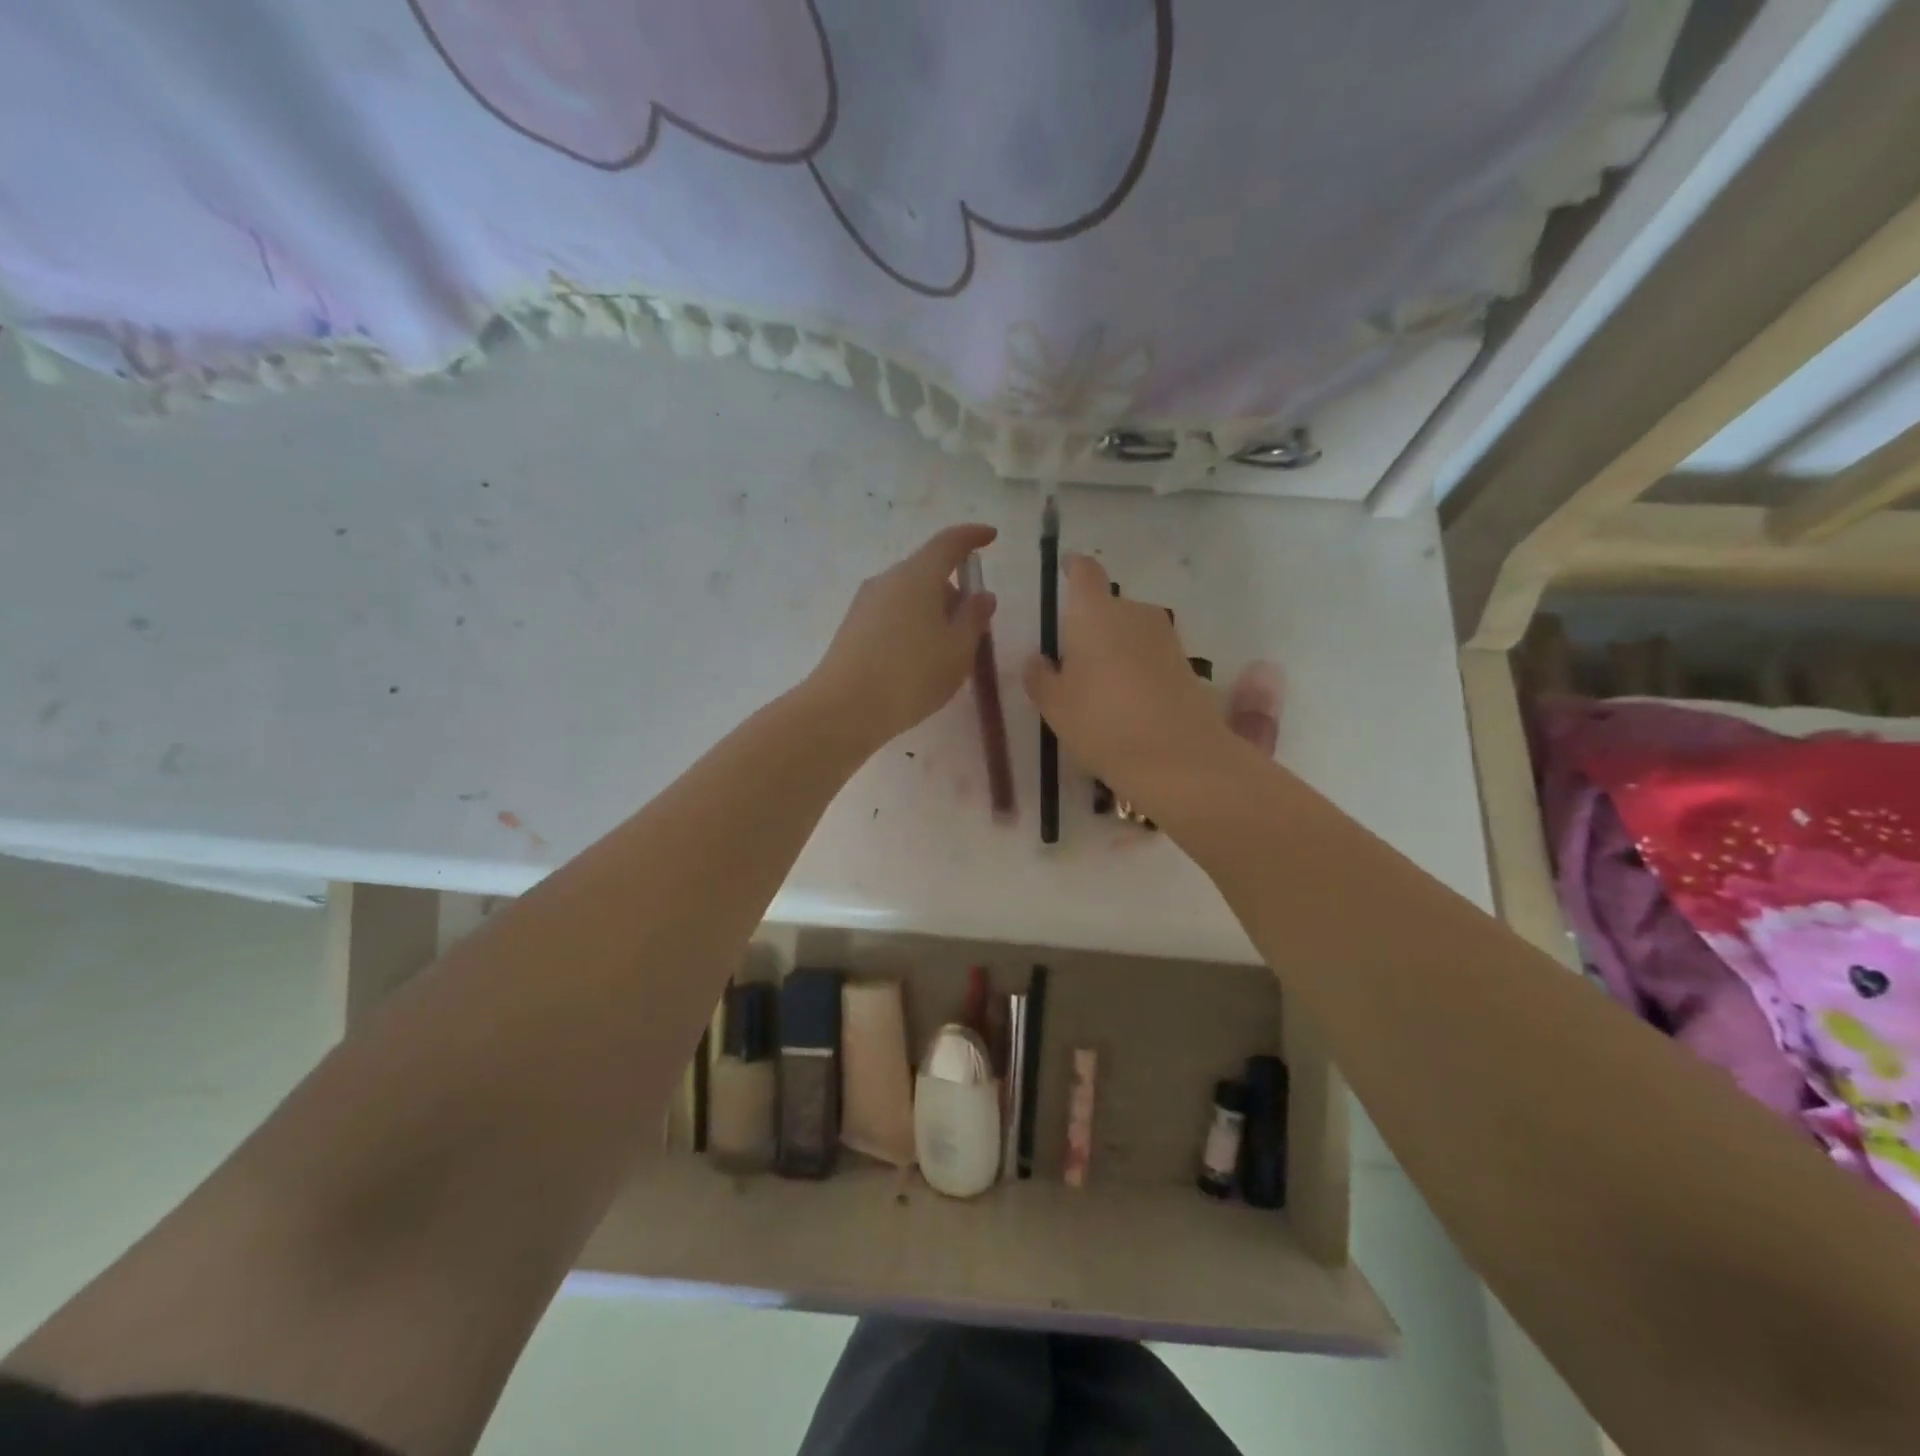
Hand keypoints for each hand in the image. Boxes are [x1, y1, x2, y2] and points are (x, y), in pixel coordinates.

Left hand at [808, 523, 998, 748]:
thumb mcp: (958, 650)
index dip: (973, 537)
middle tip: (974, 627)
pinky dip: (914, 626)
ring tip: (948, 652)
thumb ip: (974, 618)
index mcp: (917, 575)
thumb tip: (982, 595)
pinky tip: (920, 661)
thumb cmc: (911, 675)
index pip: (949, 543)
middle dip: (955, 591)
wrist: (844, 709)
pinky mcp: (853, 627)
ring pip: (910, 596)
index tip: (991, 537)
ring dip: (934, 612)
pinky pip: (893, 614)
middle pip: (928, 571)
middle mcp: (887, 579)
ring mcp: (865, 603)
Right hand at [1023, 553, 1244, 818]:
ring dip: (1113, 647)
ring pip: (1129, 631)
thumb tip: (1038, 659)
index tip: (1064, 570)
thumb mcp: (1054, 705)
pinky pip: (1148, 654)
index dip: (1073, 568)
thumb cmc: (1102, 722)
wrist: (1178, 757)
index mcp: (1094, 612)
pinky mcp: (1185, 663)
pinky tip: (1124, 701)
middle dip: (1089, 624)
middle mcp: (1133, 612)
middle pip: (1107, 605)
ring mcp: (1164, 637)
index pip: (1083, 572)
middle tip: (1070, 659)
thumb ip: (1040, 676)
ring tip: (1096, 686)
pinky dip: (1134, 667)